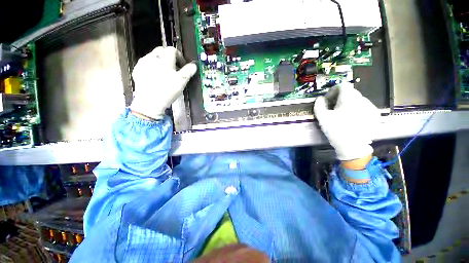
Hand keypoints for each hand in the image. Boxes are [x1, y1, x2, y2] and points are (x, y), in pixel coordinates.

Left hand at [130, 46, 197, 119]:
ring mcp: (143, 63)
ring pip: (153, 57)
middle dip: (170, 57)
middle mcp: (152, 57)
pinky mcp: (137, 70)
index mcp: (165, 59)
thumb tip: (194, 65)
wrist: (149, 102)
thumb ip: (188, 71)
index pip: (173, 50)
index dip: (180, 56)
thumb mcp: (181, 81)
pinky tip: (155, 77)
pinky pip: (146, 64)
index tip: (183, 65)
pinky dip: (152, 67)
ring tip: (165, 73)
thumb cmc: (168, 90)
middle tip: (175, 68)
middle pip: (162, 51)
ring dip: (161, 61)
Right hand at [314, 83, 378, 160]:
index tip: (328, 100)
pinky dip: (357, 110)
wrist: (352, 147)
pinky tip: (352, 120)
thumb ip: (319, 105)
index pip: (343, 85)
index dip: (333, 91)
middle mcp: (363, 100)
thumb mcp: (322, 117)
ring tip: (343, 115)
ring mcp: (371, 108)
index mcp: (350, 99)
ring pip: (358, 100)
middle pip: (350, 92)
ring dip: (348, 103)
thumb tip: (320, 99)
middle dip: (340, 97)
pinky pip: (364, 107)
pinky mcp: (375, 116)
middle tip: (333, 108)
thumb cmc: (336, 130)